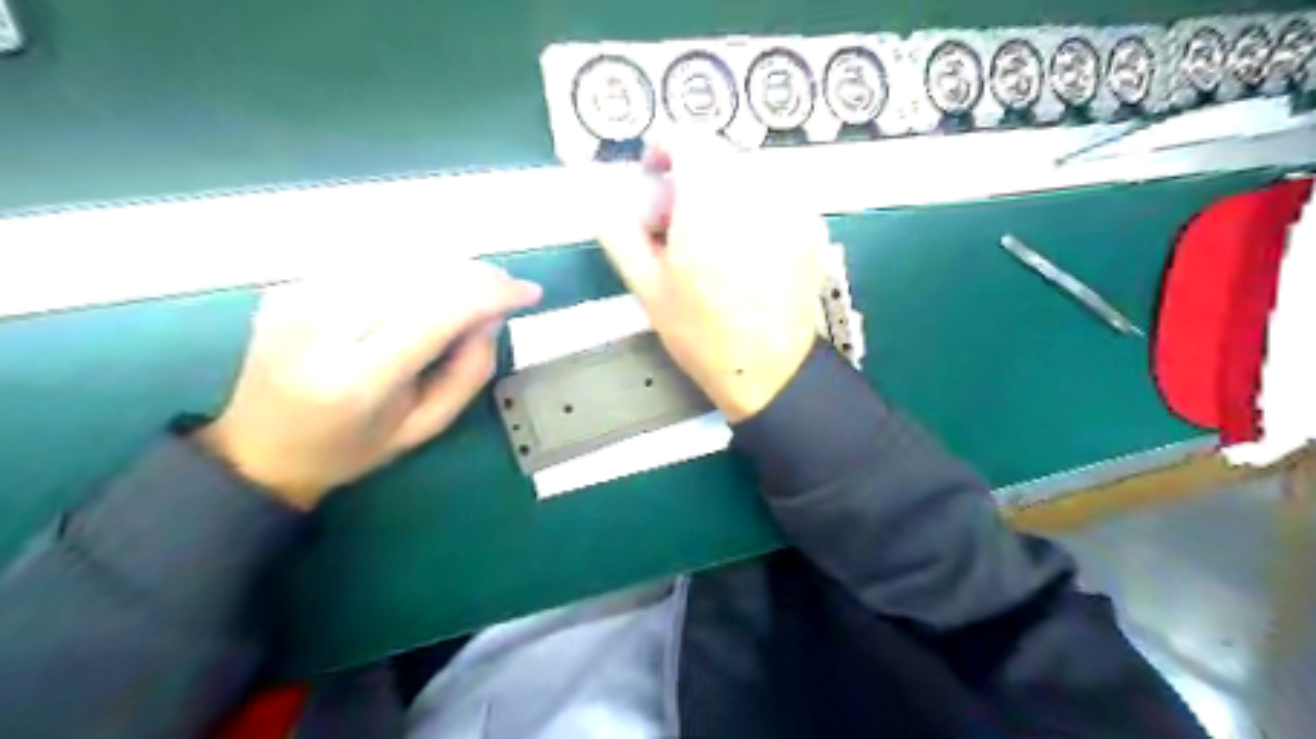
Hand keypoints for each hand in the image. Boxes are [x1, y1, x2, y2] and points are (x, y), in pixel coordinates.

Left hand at [193, 261, 538, 507]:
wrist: (259, 450)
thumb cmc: (352, 448)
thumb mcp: (425, 427)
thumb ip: (468, 372)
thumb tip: (492, 316)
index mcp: (358, 379)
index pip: (436, 314)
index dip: (490, 294)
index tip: (528, 292)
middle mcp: (321, 328)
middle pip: (418, 275)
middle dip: (475, 274)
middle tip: (507, 287)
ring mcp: (297, 300)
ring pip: (395, 258)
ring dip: (447, 265)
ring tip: (474, 286)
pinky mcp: (288, 286)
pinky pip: (367, 261)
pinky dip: (410, 265)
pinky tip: (427, 284)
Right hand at [596, 139, 818, 422]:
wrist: (768, 370)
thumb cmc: (701, 334)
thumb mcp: (647, 286)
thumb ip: (619, 231)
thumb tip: (599, 195)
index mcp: (710, 201)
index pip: (688, 138)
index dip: (662, 149)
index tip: (652, 177)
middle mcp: (757, 191)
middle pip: (717, 155)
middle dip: (689, 175)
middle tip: (675, 221)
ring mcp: (790, 206)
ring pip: (746, 172)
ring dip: (720, 189)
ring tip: (708, 238)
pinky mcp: (809, 225)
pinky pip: (772, 193)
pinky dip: (749, 205)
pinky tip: (741, 248)